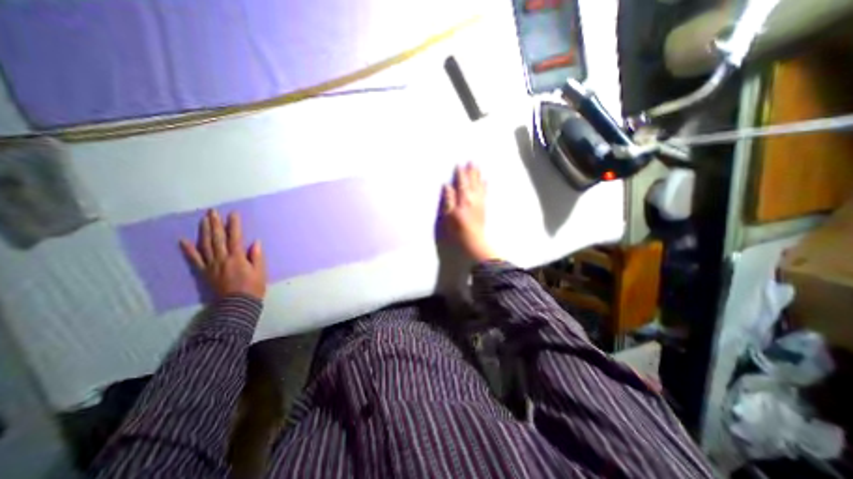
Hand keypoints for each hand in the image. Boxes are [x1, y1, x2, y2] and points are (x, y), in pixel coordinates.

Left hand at [181, 209, 267, 300]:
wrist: (237, 305)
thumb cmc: (253, 288)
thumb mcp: (260, 272)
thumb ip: (257, 256)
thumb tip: (255, 242)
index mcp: (238, 258)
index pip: (235, 238)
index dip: (234, 225)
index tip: (233, 214)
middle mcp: (222, 258)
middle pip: (217, 238)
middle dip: (215, 224)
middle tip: (212, 212)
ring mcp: (211, 265)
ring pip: (206, 245)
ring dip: (204, 231)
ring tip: (203, 220)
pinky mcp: (205, 272)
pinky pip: (195, 259)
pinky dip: (188, 250)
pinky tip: (183, 240)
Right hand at [435, 163, 496, 260]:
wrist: (472, 243)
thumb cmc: (457, 231)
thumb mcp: (447, 216)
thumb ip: (448, 200)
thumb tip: (447, 186)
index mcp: (463, 200)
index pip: (461, 183)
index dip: (460, 174)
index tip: (459, 164)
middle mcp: (473, 199)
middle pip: (472, 183)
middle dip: (471, 172)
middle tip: (472, 162)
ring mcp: (479, 204)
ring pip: (479, 186)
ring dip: (478, 177)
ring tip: (478, 169)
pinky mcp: (483, 209)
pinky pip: (484, 194)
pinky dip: (485, 186)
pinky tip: (486, 182)